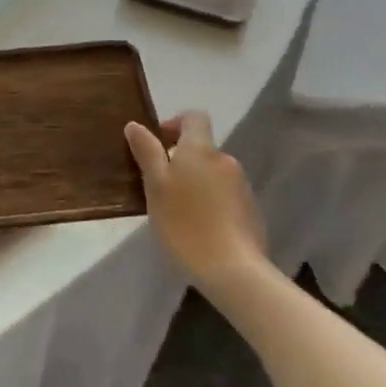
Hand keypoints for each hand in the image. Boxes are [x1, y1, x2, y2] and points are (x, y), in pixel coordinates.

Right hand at [124, 111, 266, 288]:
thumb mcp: (155, 186)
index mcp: (200, 149)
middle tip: (159, 187)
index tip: (157, 144)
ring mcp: (241, 185)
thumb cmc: (184, 223)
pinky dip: (209, 202)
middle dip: (180, 160)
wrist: (232, 269)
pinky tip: (198, 228)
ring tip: (177, 211)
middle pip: (201, 148)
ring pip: (212, 172)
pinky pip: (224, 194)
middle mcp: (225, 160)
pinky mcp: (250, 210)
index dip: (175, 123)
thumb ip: (147, 152)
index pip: (194, 117)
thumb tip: (135, 125)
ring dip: (194, 182)